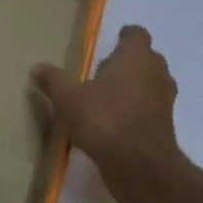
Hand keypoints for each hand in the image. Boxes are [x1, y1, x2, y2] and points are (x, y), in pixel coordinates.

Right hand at [31, 25, 183, 202]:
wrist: (140, 168)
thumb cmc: (105, 120)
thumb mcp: (69, 99)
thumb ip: (54, 81)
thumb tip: (37, 68)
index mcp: (136, 58)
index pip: (137, 35)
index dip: (125, 36)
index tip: (112, 41)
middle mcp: (156, 75)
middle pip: (148, 58)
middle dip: (130, 61)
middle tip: (105, 69)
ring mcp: (164, 102)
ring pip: (152, 84)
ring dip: (136, 87)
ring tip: (109, 95)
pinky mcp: (165, 128)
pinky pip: (151, 109)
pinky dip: (138, 110)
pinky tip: (115, 121)